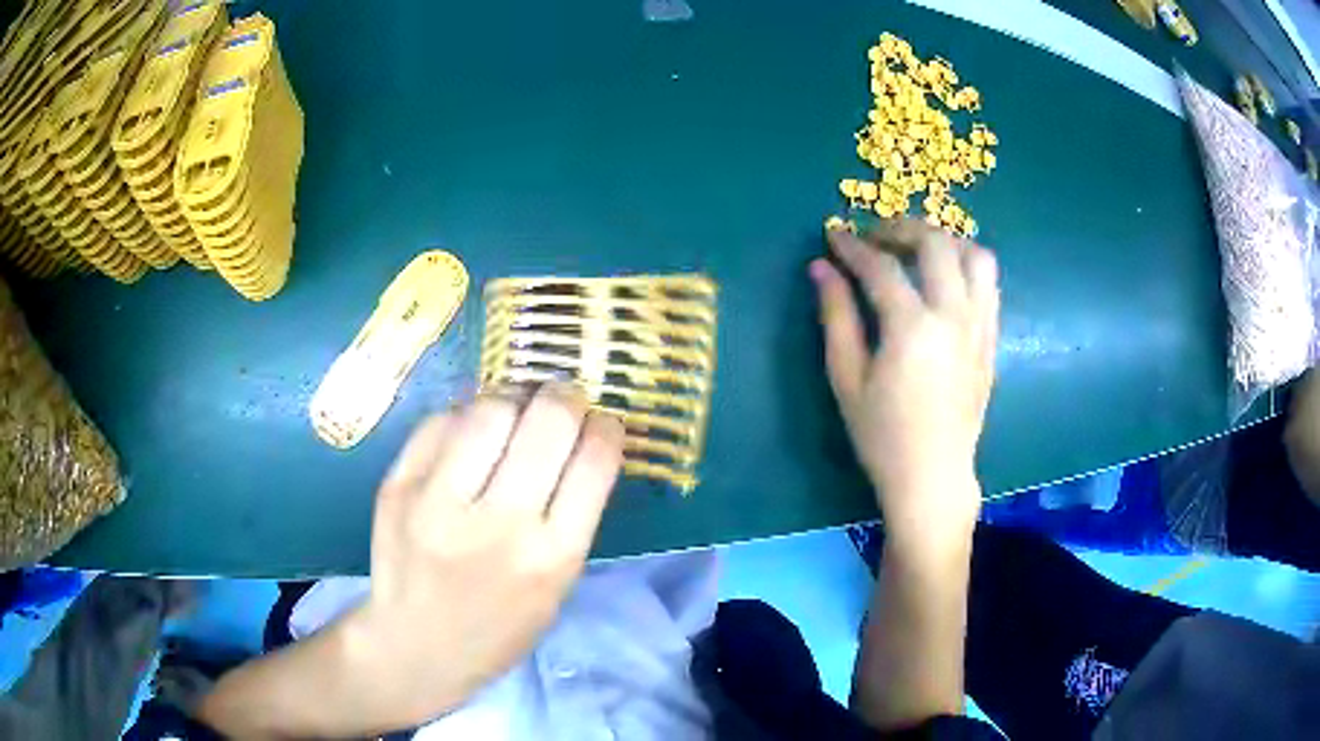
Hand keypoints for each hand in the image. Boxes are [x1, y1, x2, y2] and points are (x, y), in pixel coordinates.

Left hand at [336, 385, 624, 728]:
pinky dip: (464, 414)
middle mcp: (497, 525)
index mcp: (551, 557)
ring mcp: (438, 502)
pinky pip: (439, 422)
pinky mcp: (397, 487)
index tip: (603, 421)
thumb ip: (571, 515)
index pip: (594, 462)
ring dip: (515, 396)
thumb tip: (579, 438)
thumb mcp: (557, 586)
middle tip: (564, 398)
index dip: (606, 427)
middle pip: (547, 422)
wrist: (417, 647)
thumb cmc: (499, 627)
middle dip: (566, 397)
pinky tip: (471, 429)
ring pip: (489, 409)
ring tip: (517, 405)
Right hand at [811, 219, 998, 543]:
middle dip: (902, 228)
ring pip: (975, 256)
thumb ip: (836, 317)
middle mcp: (954, 316)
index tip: (834, 236)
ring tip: (919, 252)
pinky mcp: (991, 340)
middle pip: (936, 243)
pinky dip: (967, 268)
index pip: (881, 266)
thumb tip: (821, 268)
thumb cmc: (883, 436)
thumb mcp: (847, 379)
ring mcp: (980, 327)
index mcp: (913, 327)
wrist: (933, 476)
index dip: (853, 246)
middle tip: (876, 238)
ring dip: (945, 241)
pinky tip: (945, 282)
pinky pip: (990, 286)